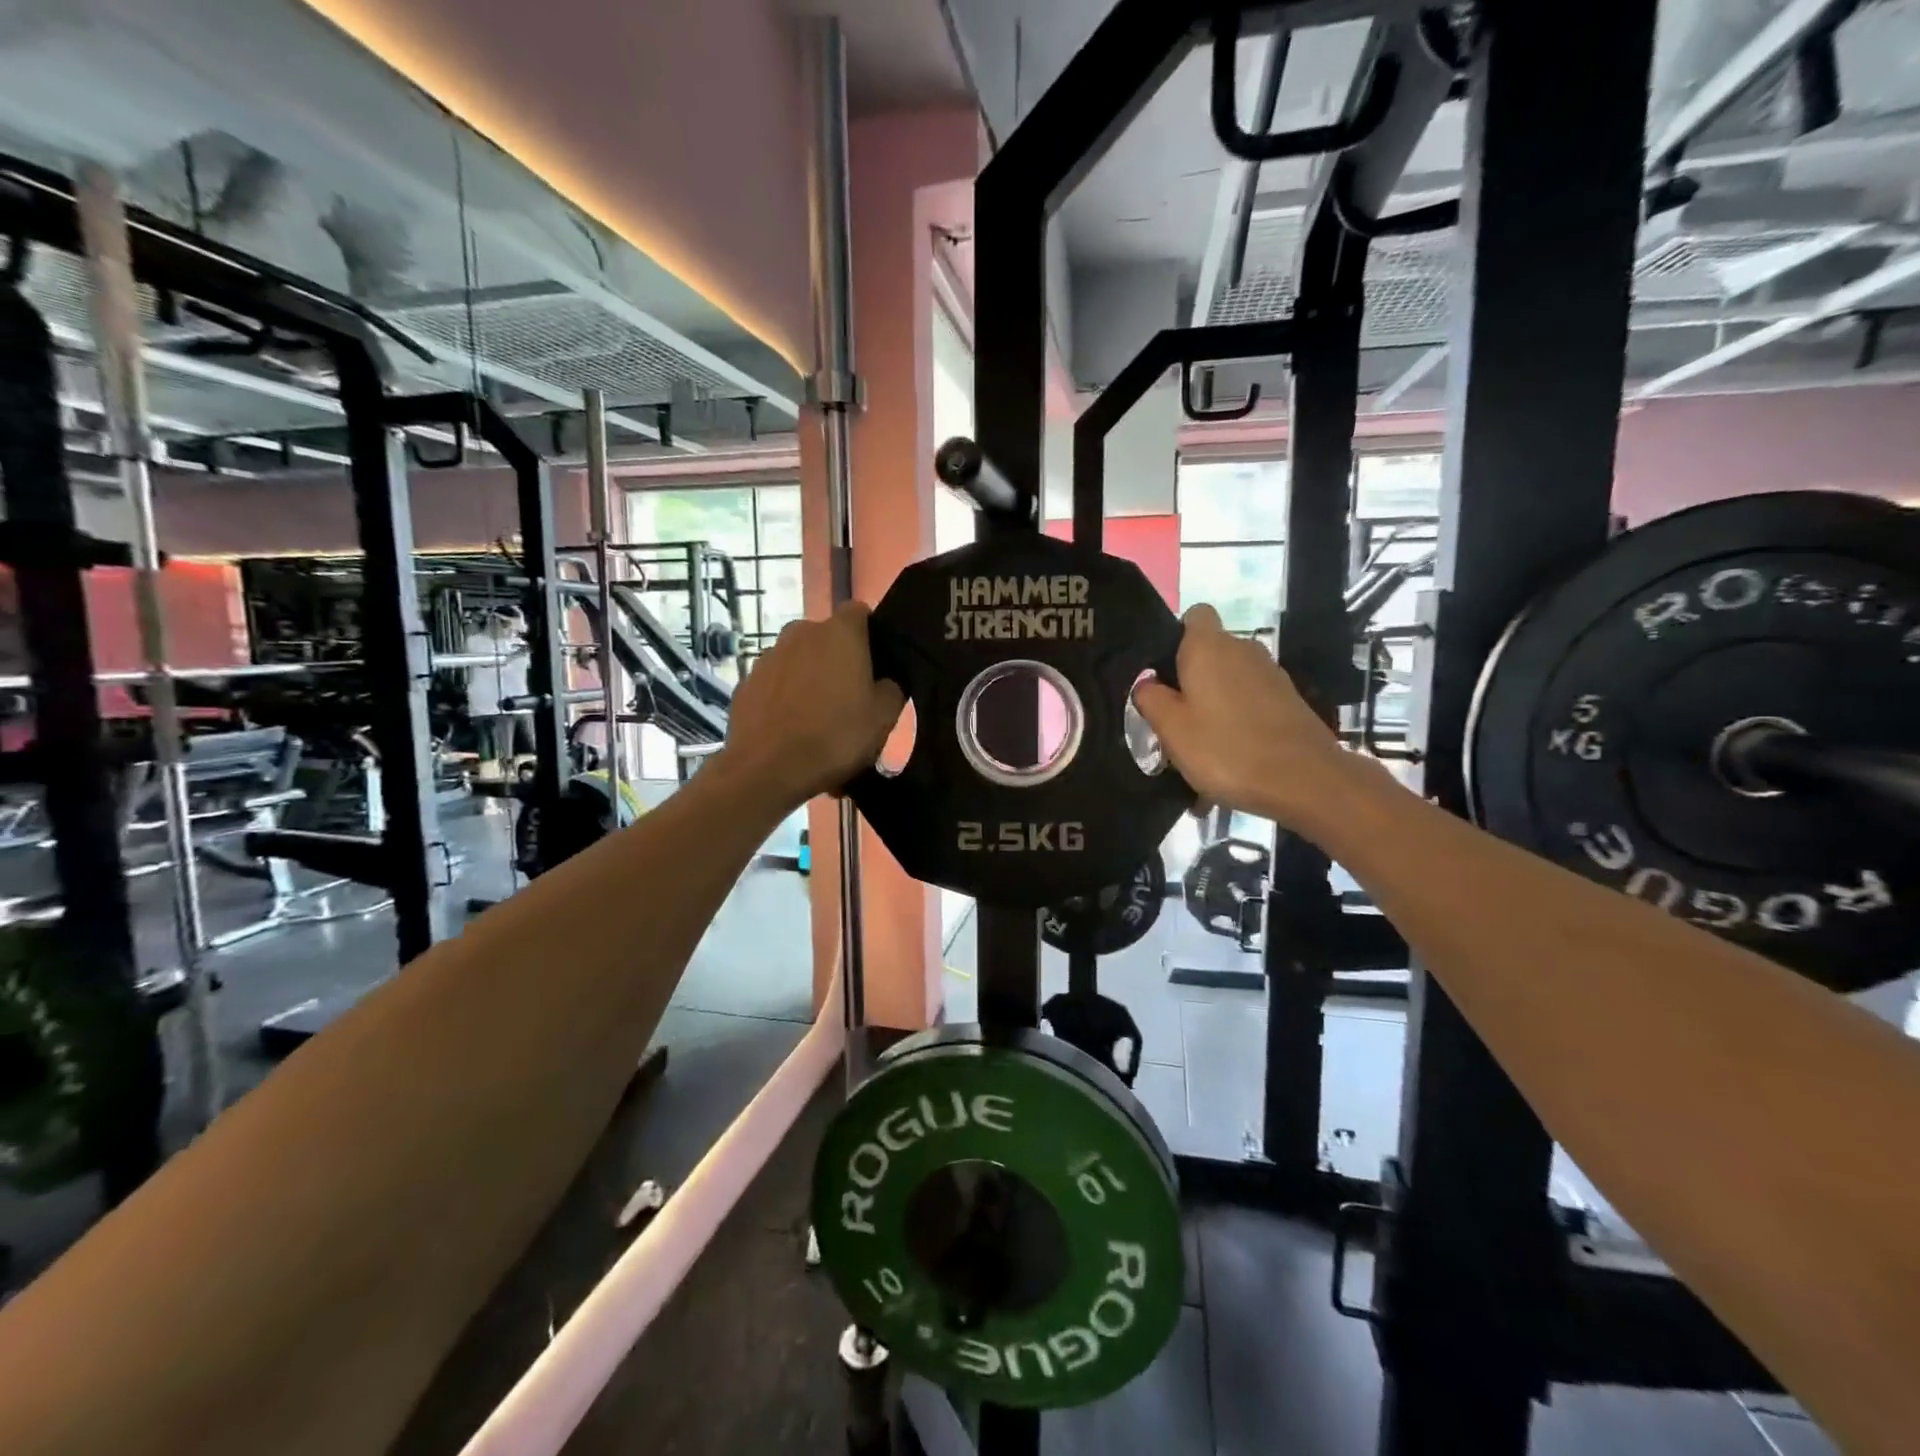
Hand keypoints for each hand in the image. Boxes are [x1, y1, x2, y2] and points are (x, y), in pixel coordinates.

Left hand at [717, 602, 903, 809]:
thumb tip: (885, 681)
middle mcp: (800, 633)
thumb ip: (892, 688)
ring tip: (818, 722)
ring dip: (810, 681)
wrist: (768, 770)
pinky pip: (776, 685)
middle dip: (838, 661)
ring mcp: (768, 656)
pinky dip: (785, 700)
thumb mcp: (884, 717)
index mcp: (840, 633)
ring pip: (799, 662)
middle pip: (827, 639)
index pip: (859, 612)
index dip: (870, 634)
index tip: (876, 664)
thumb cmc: (836, 737)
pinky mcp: (746, 683)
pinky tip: (792, 732)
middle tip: (850, 699)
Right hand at [1133, 604, 1352, 830]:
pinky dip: (1240, 718)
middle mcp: (1243, 648)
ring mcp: (1271, 673)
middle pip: (1211, 650)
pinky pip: (1252, 700)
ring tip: (1203, 741)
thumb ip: (1150, 699)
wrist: (1304, 781)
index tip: (1164, 671)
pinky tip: (1232, 754)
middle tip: (1175, 716)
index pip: (1194, 614)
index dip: (1176, 637)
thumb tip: (1147, 683)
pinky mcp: (1289, 700)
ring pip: (1232, 677)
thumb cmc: (1226, 749)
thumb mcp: (1171, 728)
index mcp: (1209, 646)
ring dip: (1216, 700)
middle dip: (1192, 676)